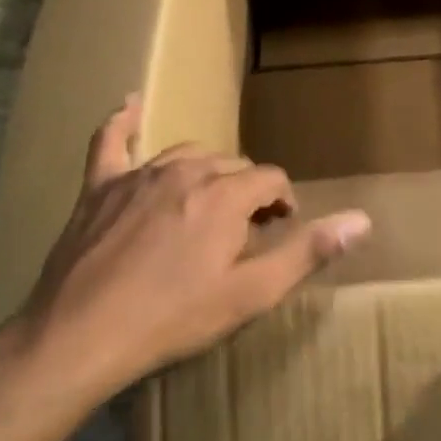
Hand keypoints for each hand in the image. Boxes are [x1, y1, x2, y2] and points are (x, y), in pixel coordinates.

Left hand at [12, 97, 370, 411]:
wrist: (79, 336)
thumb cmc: (172, 318)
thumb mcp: (250, 294)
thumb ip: (307, 251)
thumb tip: (362, 219)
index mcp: (225, 195)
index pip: (271, 179)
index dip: (282, 203)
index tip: (281, 228)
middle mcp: (186, 171)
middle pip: (232, 165)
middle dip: (246, 190)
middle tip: (244, 228)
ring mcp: (140, 174)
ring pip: (187, 153)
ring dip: (206, 171)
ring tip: (208, 200)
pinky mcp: (100, 187)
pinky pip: (111, 142)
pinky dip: (123, 122)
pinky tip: (130, 104)